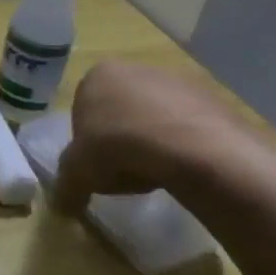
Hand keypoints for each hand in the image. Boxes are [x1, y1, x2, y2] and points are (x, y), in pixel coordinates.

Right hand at [51, 60, 253, 215]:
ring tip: (156, 175)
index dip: (87, 143)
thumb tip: (62, 206)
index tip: (97, 166)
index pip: (82, 110)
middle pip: (120, 112)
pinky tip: (183, 169)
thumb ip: (66, 185)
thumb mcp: (78, 171)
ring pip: (154, 118)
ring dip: (152, 144)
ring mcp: (177, 81)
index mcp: (98, 75)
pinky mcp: (213, 99)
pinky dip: (183, 146)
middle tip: (125, 172)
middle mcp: (135, 69)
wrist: (193, 148)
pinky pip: (188, 127)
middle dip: (120, 141)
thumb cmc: (119, 146)